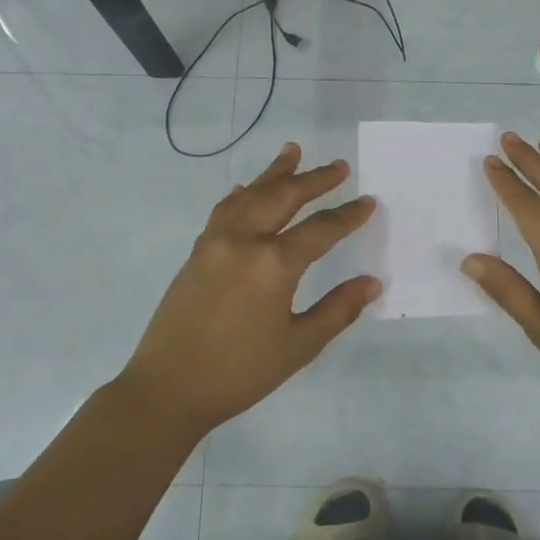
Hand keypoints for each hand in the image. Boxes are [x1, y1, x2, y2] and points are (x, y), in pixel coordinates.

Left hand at [118, 143, 380, 431]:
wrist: (168, 388)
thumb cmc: (240, 372)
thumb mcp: (298, 346)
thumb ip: (337, 310)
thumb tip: (372, 282)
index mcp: (274, 264)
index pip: (321, 229)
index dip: (348, 215)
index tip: (368, 201)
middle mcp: (244, 241)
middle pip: (284, 196)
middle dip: (314, 179)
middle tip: (338, 166)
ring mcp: (215, 242)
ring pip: (251, 195)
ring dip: (274, 173)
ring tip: (292, 151)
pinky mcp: (197, 252)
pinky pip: (223, 211)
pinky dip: (240, 195)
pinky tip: (244, 189)